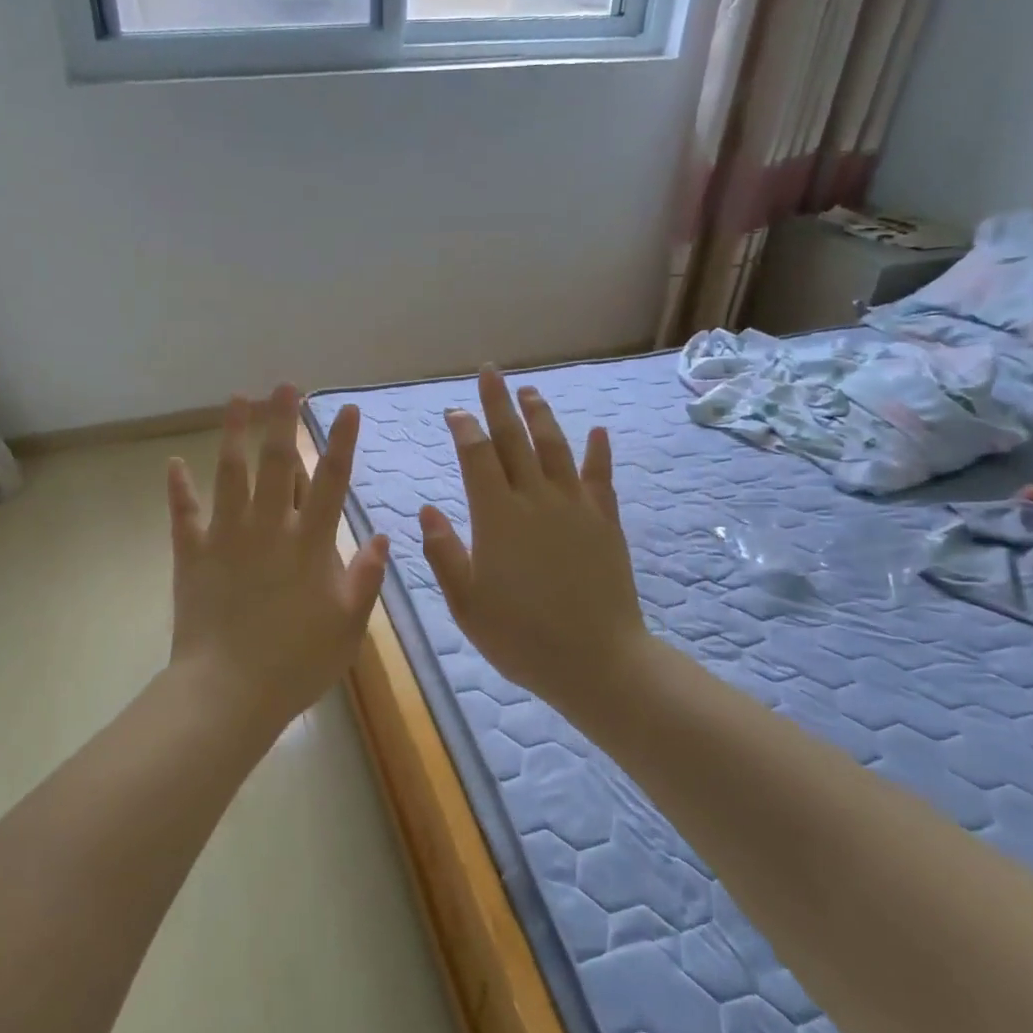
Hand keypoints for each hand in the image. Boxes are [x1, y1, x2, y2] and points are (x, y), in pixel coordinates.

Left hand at [166, 385, 389, 730]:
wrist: (229, 692)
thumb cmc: (297, 663)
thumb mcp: (349, 627)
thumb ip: (367, 578)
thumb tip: (383, 536)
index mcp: (311, 544)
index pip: (331, 481)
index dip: (341, 442)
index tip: (346, 409)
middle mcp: (269, 528)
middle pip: (277, 463)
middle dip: (283, 421)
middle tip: (284, 385)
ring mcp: (227, 537)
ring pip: (230, 474)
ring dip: (234, 434)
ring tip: (237, 400)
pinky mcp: (193, 554)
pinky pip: (184, 514)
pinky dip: (178, 488)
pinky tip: (173, 463)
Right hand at [419, 368, 652, 714]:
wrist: (596, 661)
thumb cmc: (521, 637)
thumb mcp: (466, 603)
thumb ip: (444, 553)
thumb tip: (427, 511)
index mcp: (496, 517)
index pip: (476, 457)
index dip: (464, 429)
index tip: (454, 411)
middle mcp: (536, 499)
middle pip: (515, 439)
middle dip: (499, 402)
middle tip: (490, 372)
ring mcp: (575, 507)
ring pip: (556, 447)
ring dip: (541, 415)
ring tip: (529, 390)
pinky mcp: (605, 521)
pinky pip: (600, 477)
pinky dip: (597, 452)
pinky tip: (597, 432)